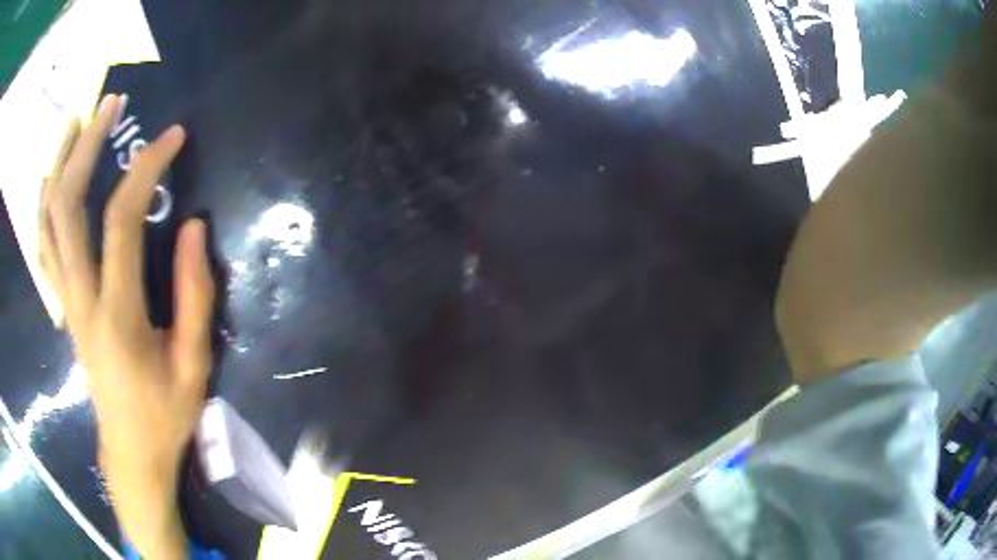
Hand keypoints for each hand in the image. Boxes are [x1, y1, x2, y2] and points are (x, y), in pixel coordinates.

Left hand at [39, 94, 214, 559]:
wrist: (132, 453)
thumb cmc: (165, 415)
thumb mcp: (194, 365)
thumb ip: (194, 295)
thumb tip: (192, 225)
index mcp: (116, 314)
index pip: (121, 219)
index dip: (146, 167)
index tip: (173, 136)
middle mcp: (80, 299)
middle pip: (66, 207)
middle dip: (85, 146)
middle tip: (109, 106)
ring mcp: (65, 302)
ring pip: (47, 222)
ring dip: (58, 165)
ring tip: (75, 124)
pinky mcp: (62, 307)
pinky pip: (42, 247)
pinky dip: (43, 206)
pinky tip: (49, 180)